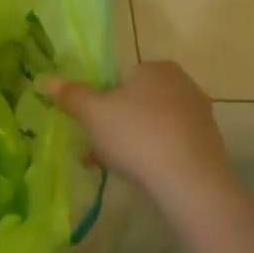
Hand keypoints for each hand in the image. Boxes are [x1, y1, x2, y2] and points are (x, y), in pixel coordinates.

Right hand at [47, 62, 233, 211]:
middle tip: (94, 146)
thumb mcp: (92, 112)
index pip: (120, 76)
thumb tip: (46, 80)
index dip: (100, 99)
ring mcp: (199, 117)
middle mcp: (184, 85)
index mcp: (157, 68)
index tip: (88, 122)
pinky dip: (151, 156)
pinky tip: (136, 176)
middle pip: (136, 102)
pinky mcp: (207, 147)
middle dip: (113, 122)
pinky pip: (169, 146)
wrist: (190, 184)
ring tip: (108, 165)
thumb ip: (70, 94)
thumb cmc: (136, 135)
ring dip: (129, 141)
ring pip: (151, 125)